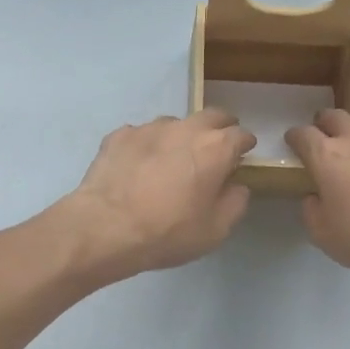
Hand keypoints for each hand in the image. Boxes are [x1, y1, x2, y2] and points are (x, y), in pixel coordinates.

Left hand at [61, 110, 256, 280]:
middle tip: (216, 148)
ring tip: (172, 160)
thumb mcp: (215, 230)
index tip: (243, 155)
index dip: (244, 144)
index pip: (240, 135)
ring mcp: (150, 127)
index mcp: (215, 148)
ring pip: (175, 124)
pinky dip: (148, 146)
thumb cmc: (168, 232)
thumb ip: (234, 203)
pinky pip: (142, 135)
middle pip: (211, 116)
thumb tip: (236, 185)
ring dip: (181, 136)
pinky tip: (139, 167)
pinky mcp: (120, 135)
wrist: (105, 227)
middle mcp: (185, 128)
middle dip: (219, 128)